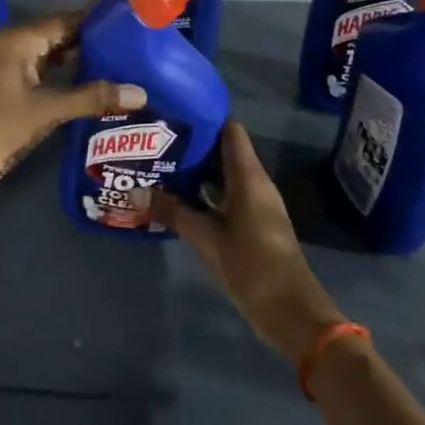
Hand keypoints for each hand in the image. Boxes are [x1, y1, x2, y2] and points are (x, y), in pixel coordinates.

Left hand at [0, 12, 144, 206]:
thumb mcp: (48, 110)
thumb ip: (93, 98)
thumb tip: (141, 92)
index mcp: (19, 40)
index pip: (65, 20)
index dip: (95, 20)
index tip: (128, 20)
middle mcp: (13, 48)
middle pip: (59, 37)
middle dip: (92, 42)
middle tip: (131, 45)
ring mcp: (9, 72)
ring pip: (52, 59)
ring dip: (80, 63)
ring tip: (120, 65)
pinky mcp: (9, 94)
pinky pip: (44, 78)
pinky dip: (66, 81)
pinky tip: (92, 90)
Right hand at [153, 123, 346, 364]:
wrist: (290, 312)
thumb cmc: (251, 264)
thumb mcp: (205, 237)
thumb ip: (172, 211)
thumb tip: (134, 190)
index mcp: (249, 176)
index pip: (229, 130)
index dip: (204, 117)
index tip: (174, 112)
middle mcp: (254, 183)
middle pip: (224, 151)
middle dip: (193, 144)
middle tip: (156, 139)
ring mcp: (255, 205)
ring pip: (223, 175)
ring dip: (197, 171)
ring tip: (160, 164)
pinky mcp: (251, 225)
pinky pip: (225, 196)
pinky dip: (204, 193)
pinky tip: (177, 198)